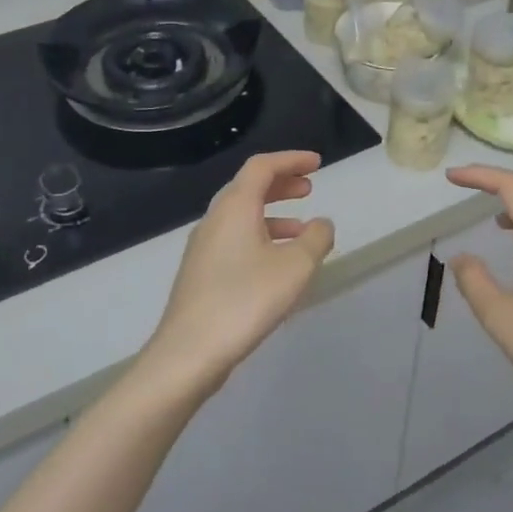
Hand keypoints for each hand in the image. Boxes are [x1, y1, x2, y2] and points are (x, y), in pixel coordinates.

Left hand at [143, 151, 335, 398]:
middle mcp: (215, 220)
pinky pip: (236, 240)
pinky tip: (278, 265)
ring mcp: (204, 248)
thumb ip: (316, 239)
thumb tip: (322, 224)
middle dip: (281, 184)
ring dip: (274, 215)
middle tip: (310, 188)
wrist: (190, 351)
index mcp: (234, 208)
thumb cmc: (246, 300)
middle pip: (248, 188)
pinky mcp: (202, 273)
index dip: (291, 160)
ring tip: (304, 232)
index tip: (318, 163)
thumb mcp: (295, 267)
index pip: (262, 167)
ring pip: (242, 217)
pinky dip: (261, 238)